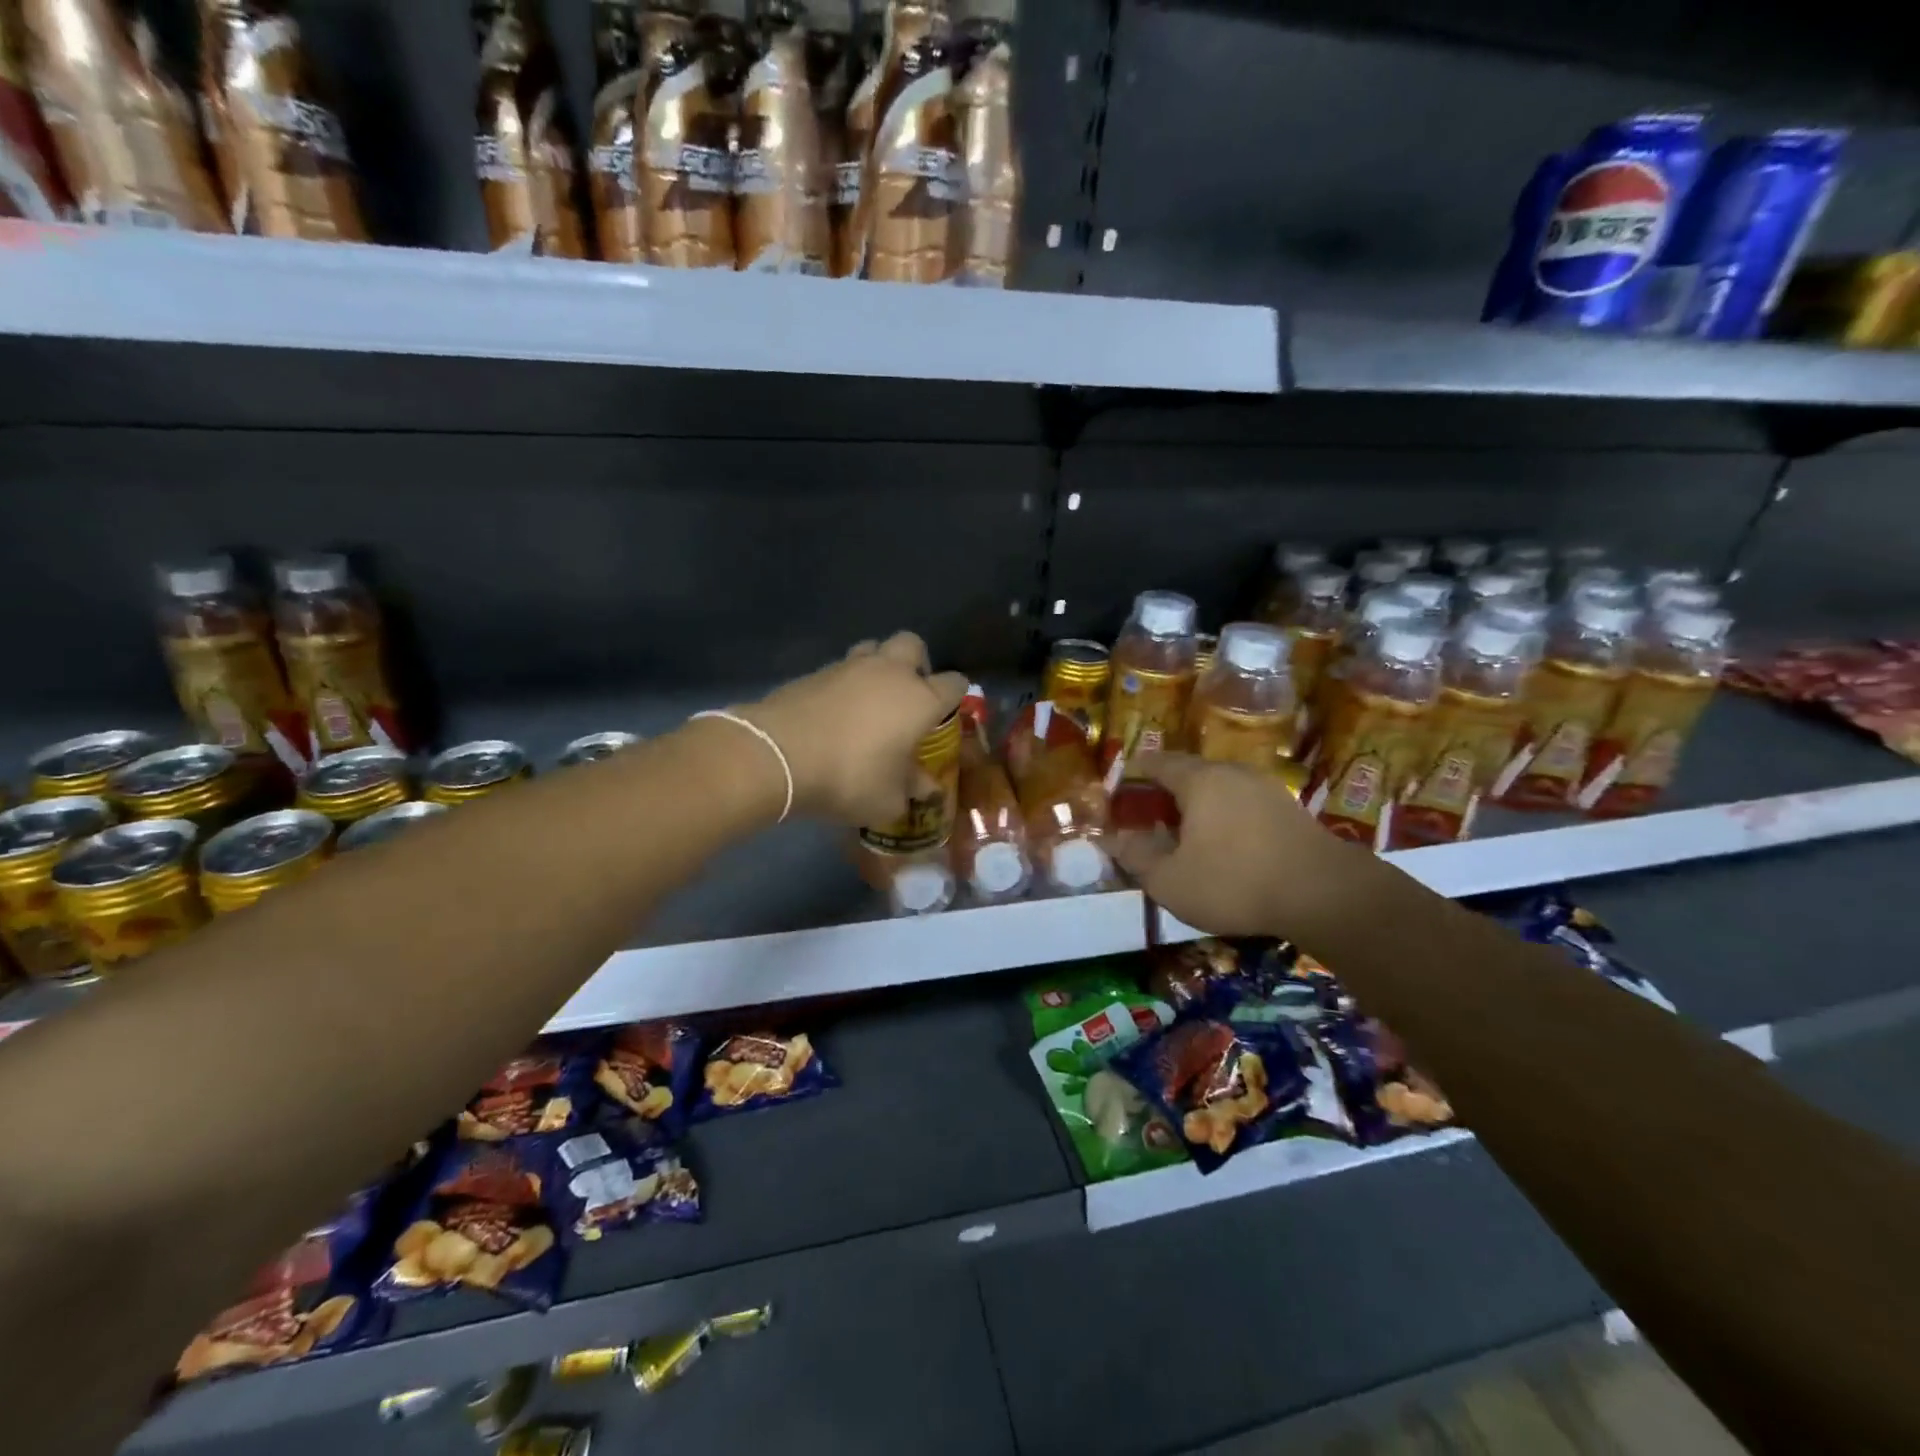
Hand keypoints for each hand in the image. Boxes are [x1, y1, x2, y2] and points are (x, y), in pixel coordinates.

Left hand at [742, 632, 967, 826]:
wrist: (778, 755)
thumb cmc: (849, 777)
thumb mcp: (887, 800)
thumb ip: (911, 791)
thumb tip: (925, 789)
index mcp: (920, 699)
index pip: (954, 683)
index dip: (956, 695)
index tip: (948, 712)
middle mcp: (890, 672)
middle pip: (913, 644)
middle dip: (917, 663)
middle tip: (909, 693)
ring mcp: (849, 666)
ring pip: (873, 647)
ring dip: (878, 665)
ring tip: (870, 697)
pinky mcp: (815, 672)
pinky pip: (840, 668)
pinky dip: (844, 683)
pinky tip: (836, 711)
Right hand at [1110, 752, 1377, 937]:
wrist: (1326, 895)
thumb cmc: (1235, 882)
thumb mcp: (1170, 880)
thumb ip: (1137, 857)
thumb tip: (1112, 840)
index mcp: (1199, 780)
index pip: (1158, 762)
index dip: (1136, 771)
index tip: (1122, 784)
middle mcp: (1233, 773)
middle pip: (1191, 772)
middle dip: (1167, 790)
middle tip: (1150, 813)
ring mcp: (1267, 789)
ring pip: (1221, 789)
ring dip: (1199, 805)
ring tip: (1186, 832)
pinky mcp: (1291, 811)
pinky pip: (1245, 805)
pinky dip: (1226, 818)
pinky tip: (1225, 845)